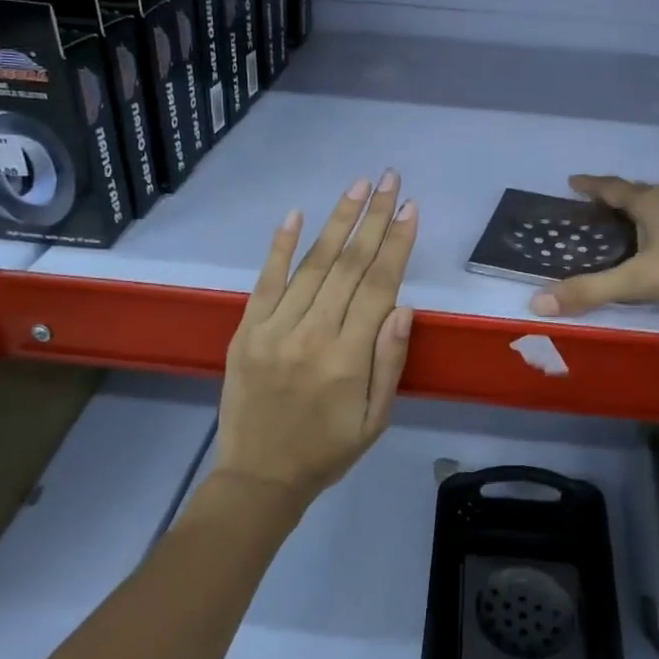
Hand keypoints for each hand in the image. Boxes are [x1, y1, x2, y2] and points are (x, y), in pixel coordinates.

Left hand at [214, 171, 417, 504]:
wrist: (259, 478)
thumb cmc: (328, 450)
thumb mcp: (376, 419)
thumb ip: (389, 362)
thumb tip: (403, 307)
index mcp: (347, 358)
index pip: (378, 286)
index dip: (397, 244)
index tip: (411, 209)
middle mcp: (311, 334)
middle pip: (349, 265)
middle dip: (374, 218)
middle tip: (390, 180)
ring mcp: (274, 329)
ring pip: (312, 264)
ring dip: (337, 221)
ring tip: (358, 186)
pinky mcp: (247, 330)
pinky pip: (266, 281)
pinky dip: (280, 246)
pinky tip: (296, 214)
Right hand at [528, 174, 658, 326]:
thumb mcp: (637, 280)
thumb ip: (590, 290)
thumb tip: (537, 302)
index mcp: (649, 201)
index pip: (611, 188)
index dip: (590, 186)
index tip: (572, 181)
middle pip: (636, 192)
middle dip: (614, 197)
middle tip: (595, 207)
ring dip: (641, 211)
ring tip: (627, 226)